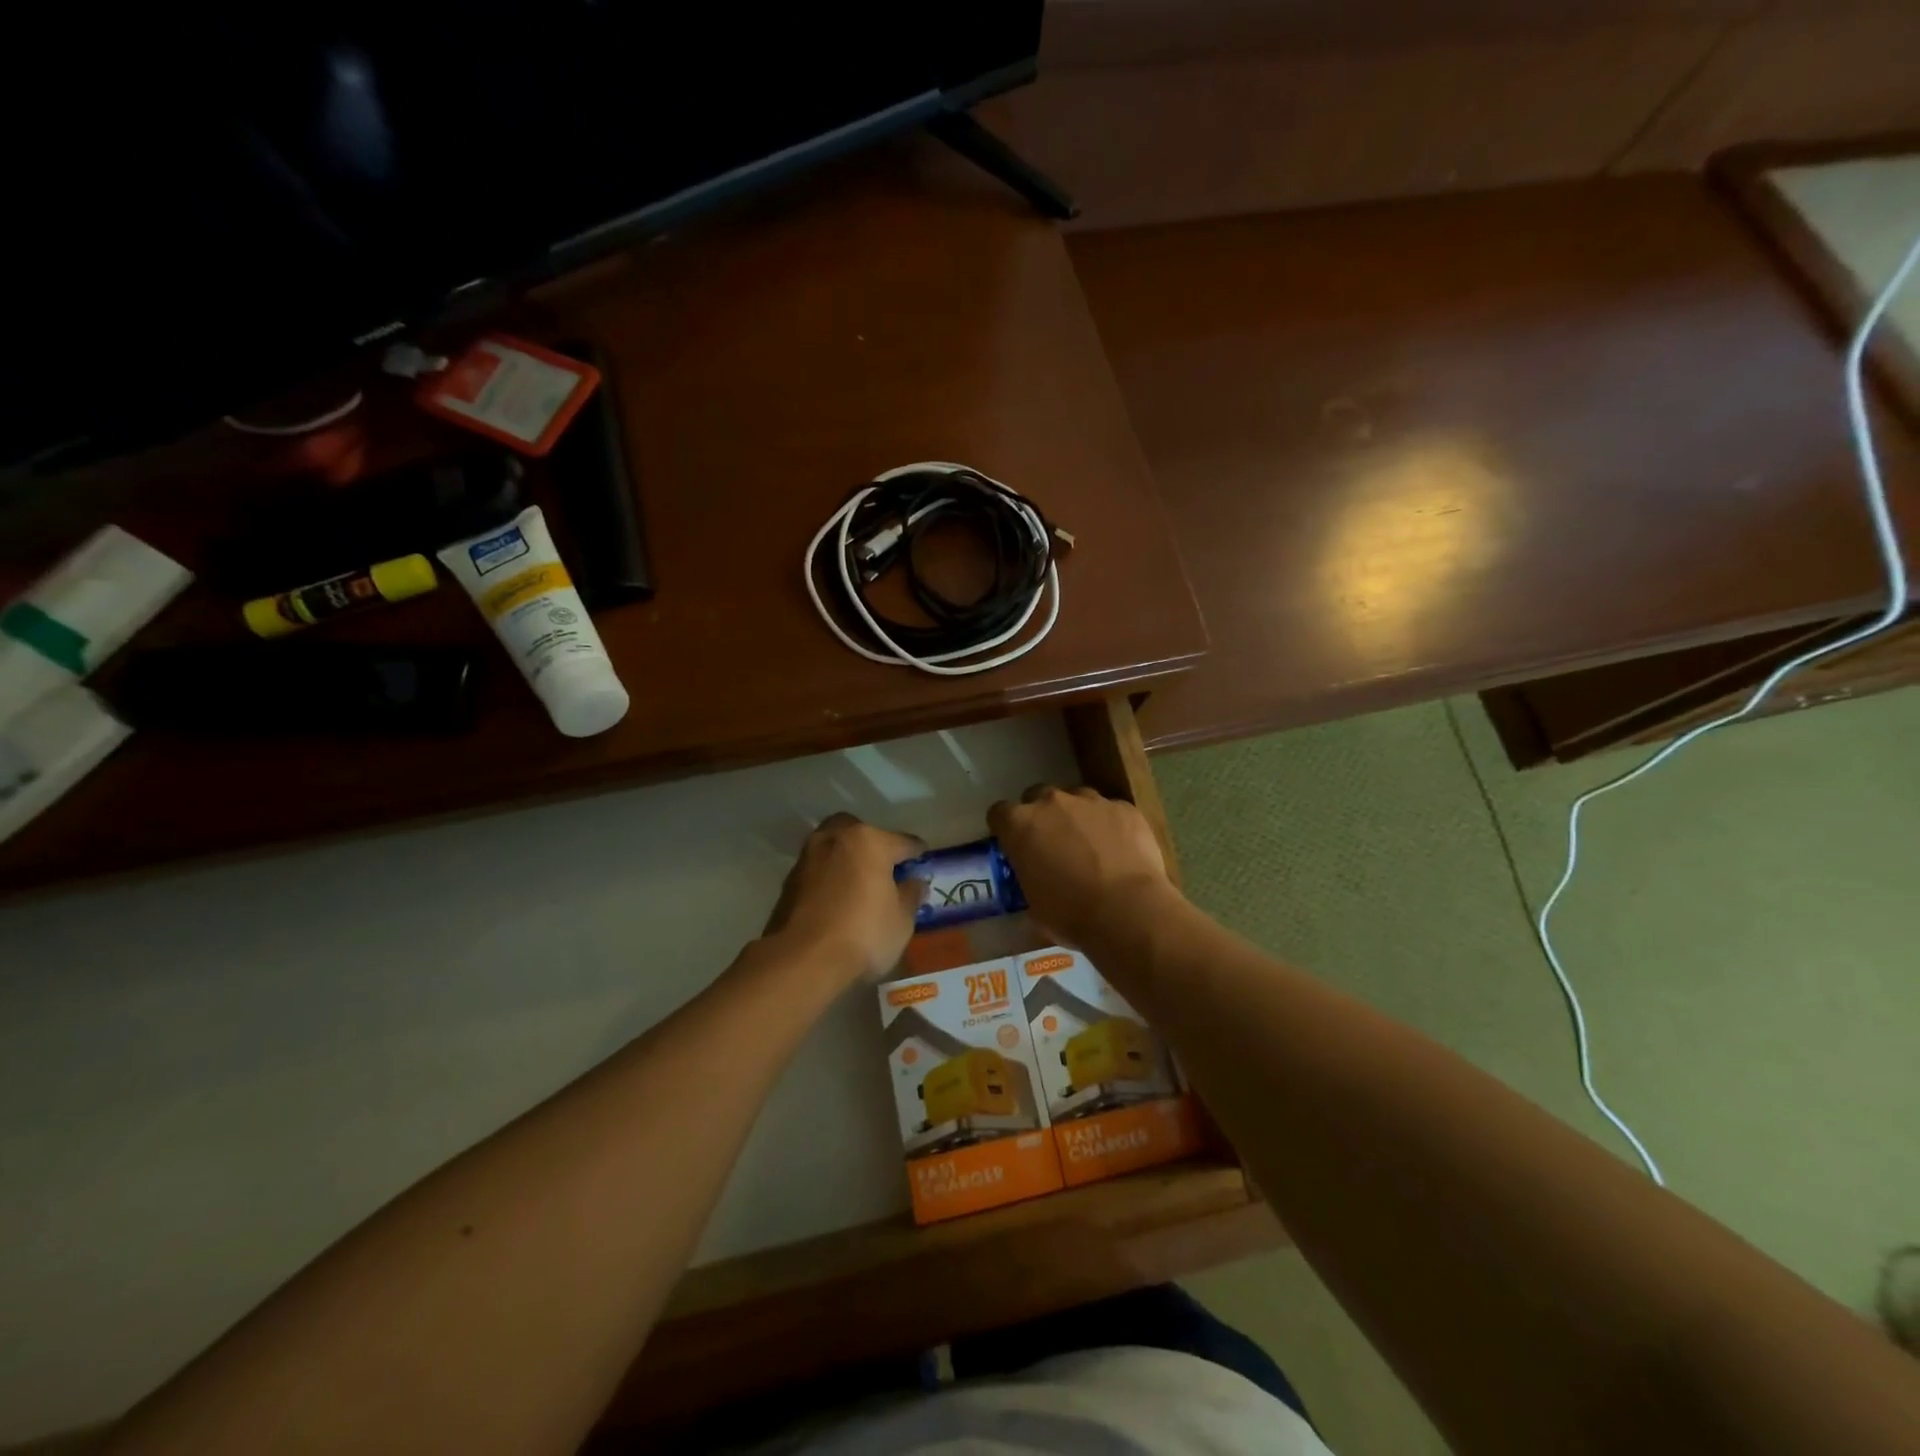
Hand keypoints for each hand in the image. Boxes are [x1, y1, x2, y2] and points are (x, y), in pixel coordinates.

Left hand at [763, 814, 927, 983]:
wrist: (801, 961)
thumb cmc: (862, 935)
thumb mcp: (902, 920)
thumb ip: (910, 895)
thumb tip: (914, 882)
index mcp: (869, 842)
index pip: (902, 841)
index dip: (916, 852)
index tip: (923, 860)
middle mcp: (835, 839)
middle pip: (859, 831)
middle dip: (872, 843)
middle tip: (883, 867)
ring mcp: (808, 858)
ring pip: (834, 847)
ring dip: (847, 859)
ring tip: (858, 883)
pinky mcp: (789, 881)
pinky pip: (818, 870)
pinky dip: (829, 877)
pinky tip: (836, 899)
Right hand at [988, 786, 1173, 947]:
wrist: (1128, 911)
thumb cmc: (1071, 914)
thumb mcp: (1033, 904)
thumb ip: (1029, 879)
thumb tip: (1036, 880)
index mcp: (1020, 824)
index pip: (999, 813)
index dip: (1006, 829)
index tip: (1014, 846)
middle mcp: (1052, 802)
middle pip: (1037, 796)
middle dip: (1042, 816)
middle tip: (1052, 844)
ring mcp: (1091, 800)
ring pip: (1076, 799)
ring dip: (1077, 816)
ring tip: (1090, 847)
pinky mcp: (1124, 807)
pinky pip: (1110, 811)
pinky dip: (1110, 825)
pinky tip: (1120, 851)